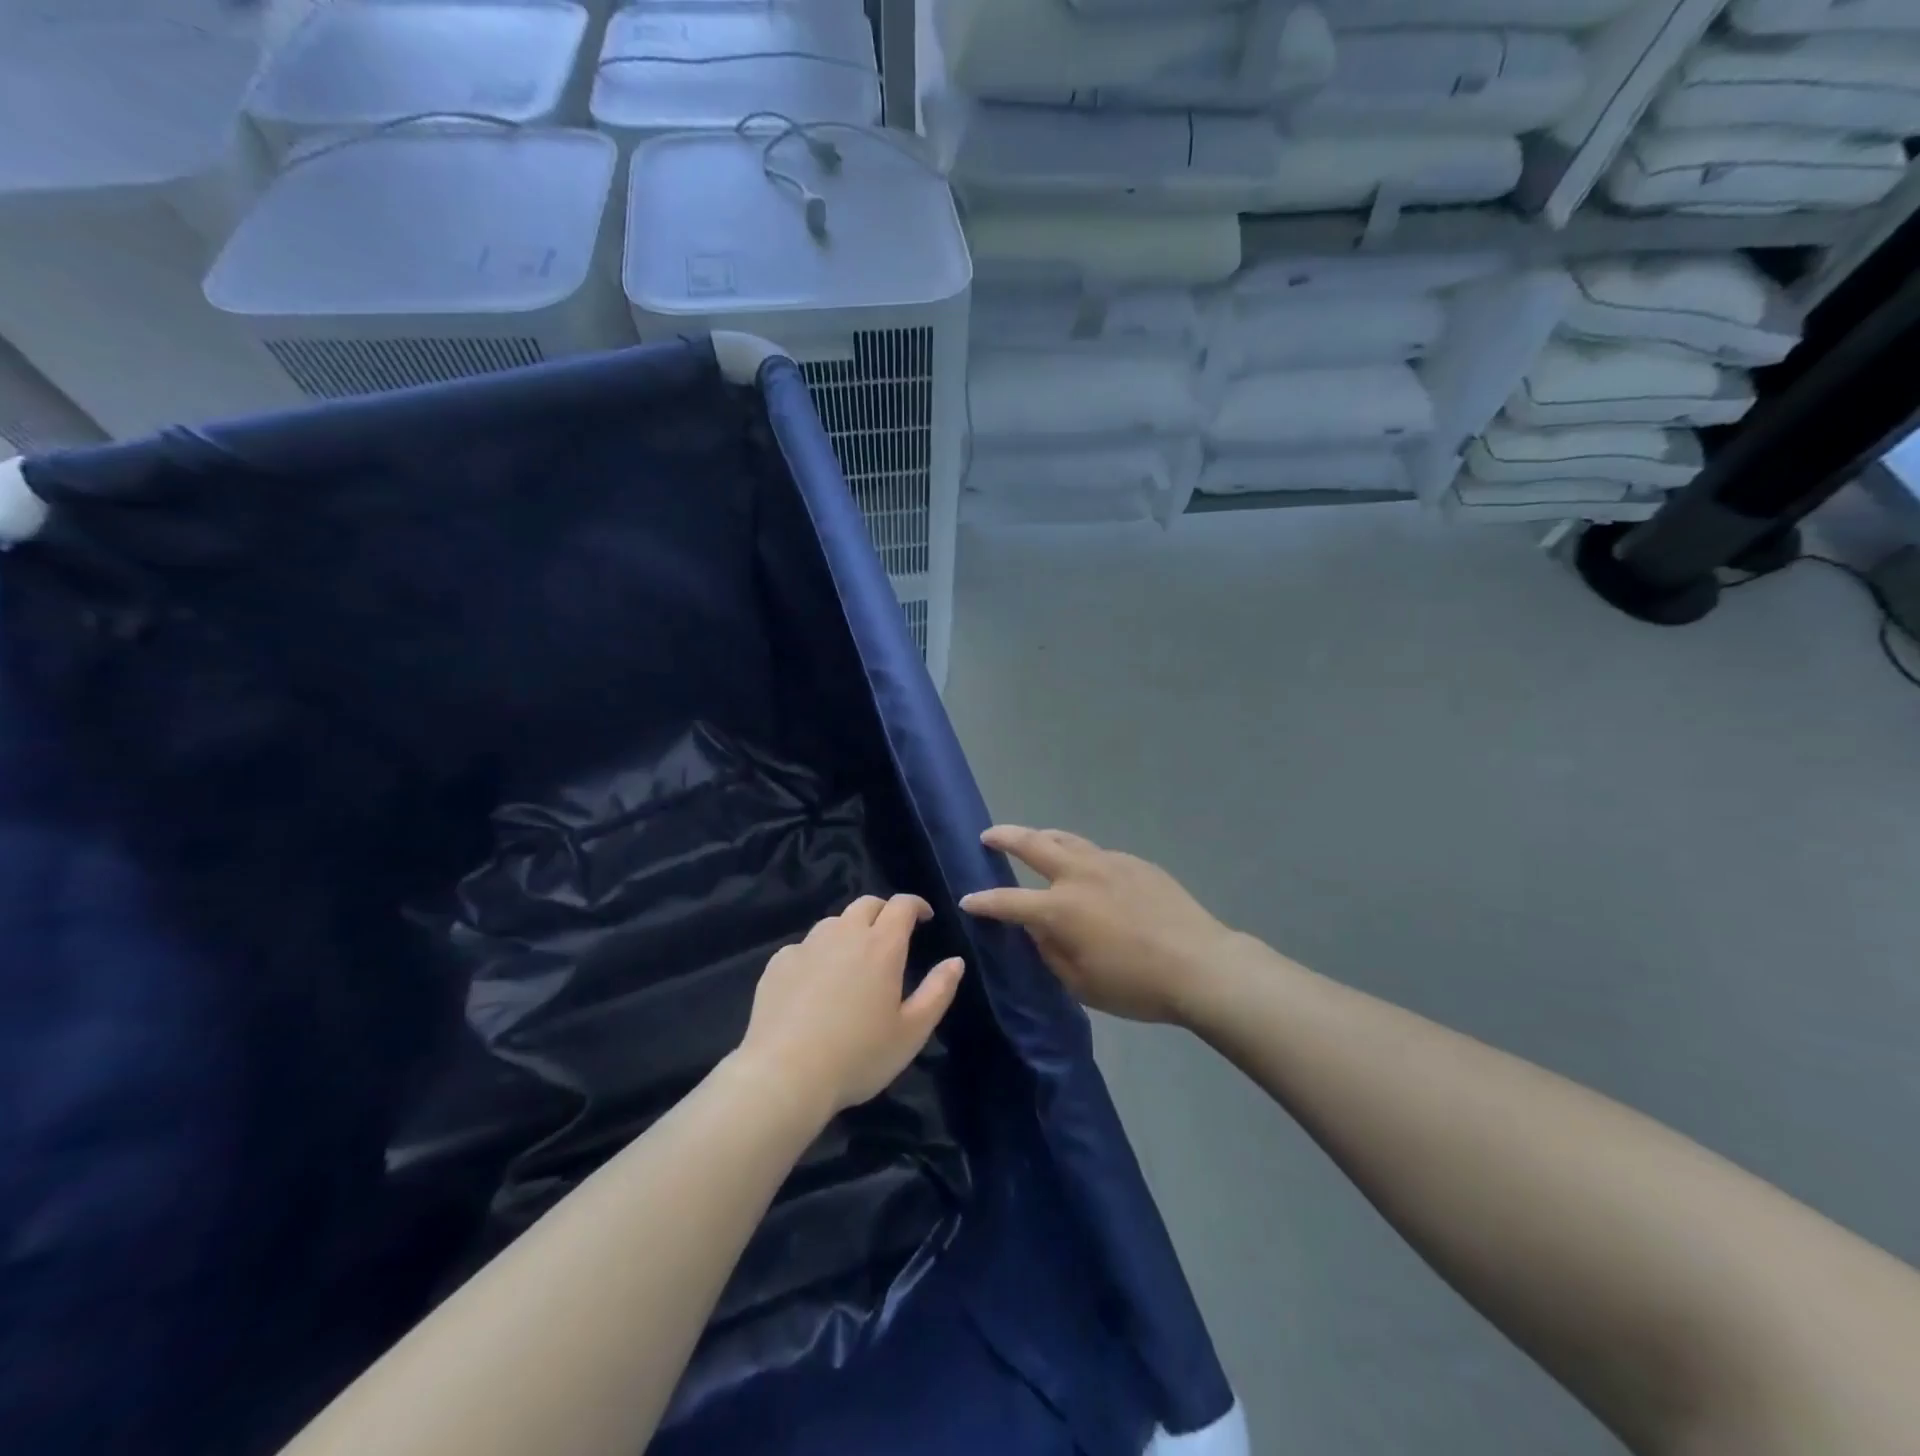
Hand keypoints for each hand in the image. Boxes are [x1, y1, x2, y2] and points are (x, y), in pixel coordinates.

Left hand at [738, 894, 964, 1118]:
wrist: (784, 1075)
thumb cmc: (858, 1055)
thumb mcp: (912, 1032)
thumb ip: (938, 991)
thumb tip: (955, 961)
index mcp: (882, 945)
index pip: (902, 905)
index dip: (916, 904)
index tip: (925, 917)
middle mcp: (844, 934)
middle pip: (867, 904)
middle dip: (884, 912)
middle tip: (892, 936)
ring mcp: (807, 946)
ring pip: (834, 922)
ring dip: (850, 931)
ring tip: (853, 960)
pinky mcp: (778, 963)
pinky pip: (805, 946)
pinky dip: (818, 954)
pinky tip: (816, 983)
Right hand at [960, 826, 1234, 1024]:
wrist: (1201, 965)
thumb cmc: (1136, 985)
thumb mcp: (1081, 982)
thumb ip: (1050, 951)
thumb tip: (1036, 929)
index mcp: (1060, 909)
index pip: (1009, 900)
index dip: (984, 901)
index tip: (968, 899)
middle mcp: (1079, 875)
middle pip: (1033, 844)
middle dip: (1005, 837)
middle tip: (988, 836)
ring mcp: (1110, 863)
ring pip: (1067, 839)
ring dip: (1042, 837)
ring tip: (1032, 839)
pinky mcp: (1136, 863)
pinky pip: (1097, 853)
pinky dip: (1079, 855)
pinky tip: (1086, 871)